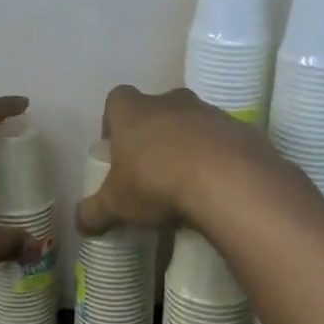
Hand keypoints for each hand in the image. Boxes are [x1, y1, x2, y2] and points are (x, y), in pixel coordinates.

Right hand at [77, 84, 285, 234]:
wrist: (228, 182)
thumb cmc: (157, 183)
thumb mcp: (116, 205)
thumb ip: (94, 212)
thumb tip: (80, 223)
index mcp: (134, 111)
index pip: (116, 100)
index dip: (114, 123)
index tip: (117, 151)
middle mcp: (172, 102)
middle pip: (158, 109)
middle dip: (153, 134)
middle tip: (151, 169)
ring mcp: (211, 113)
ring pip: (194, 124)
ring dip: (189, 146)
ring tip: (187, 184)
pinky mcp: (244, 131)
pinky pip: (226, 142)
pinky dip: (221, 160)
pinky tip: (218, 188)